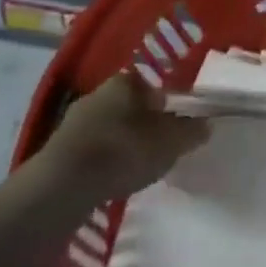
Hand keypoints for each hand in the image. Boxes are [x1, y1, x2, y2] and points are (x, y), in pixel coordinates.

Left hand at [41, 72, 209, 202]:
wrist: (63, 185)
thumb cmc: (124, 151)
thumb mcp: (170, 142)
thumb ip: (190, 131)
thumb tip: (206, 124)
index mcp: (125, 81)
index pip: (153, 85)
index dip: (168, 104)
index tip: (176, 125)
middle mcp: (98, 92)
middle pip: (130, 105)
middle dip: (144, 122)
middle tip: (159, 145)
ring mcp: (74, 120)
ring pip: (109, 126)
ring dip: (122, 142)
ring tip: (136, 165)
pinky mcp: (59, 148)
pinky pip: (92, 148)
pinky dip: (104, 159)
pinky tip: (111, 177)